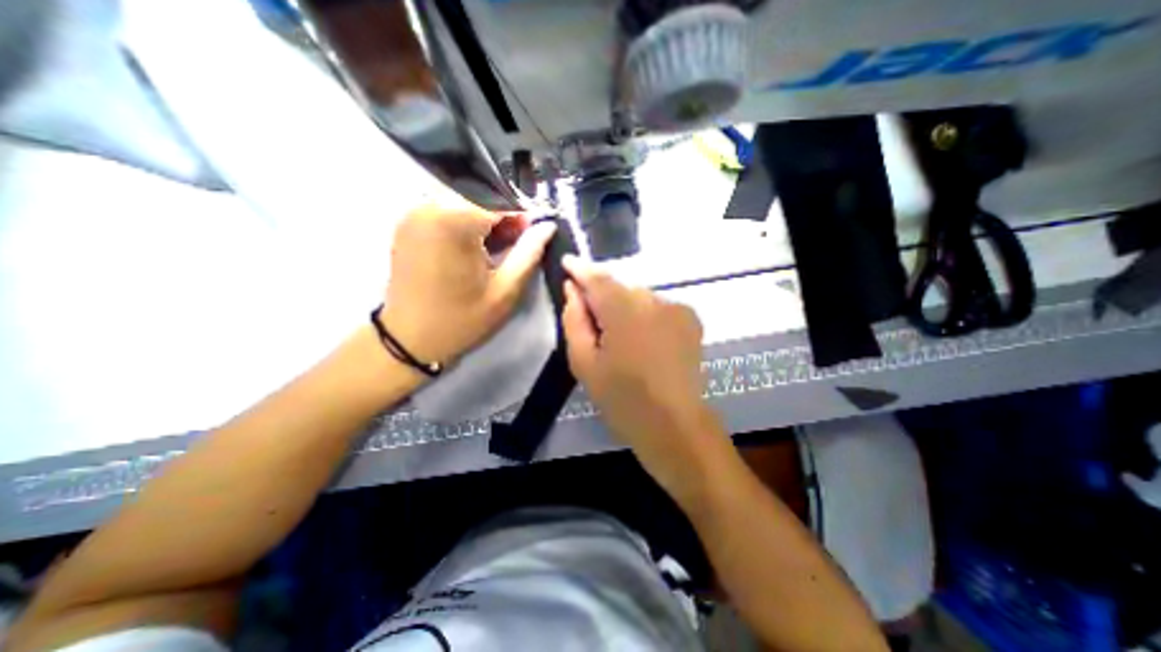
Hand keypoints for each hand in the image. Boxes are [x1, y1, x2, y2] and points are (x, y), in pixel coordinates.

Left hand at [379, 203, 554, 363]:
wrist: (409, 340)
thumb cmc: (461, 319)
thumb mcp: (505, 290)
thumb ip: (529, 253)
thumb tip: (548, 226)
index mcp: (453, 220)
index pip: (500, 203)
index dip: (522, 218)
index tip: (535, 235)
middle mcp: (429, 206)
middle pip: (480, 200)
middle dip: (503, 218)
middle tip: (518, 243)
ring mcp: (413, 213)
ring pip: (464, 204)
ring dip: (485, 221)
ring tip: (497, 247)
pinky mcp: (407, 224)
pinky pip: (445, 212)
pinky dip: (465, 223)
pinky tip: (475, 246)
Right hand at [560, 255, 721, 482]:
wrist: (674, 424)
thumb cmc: (622, 398)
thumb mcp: (584, 362)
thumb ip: (574, 320)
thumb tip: (572, 290)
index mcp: (623, 310)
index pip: (597, 278)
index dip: (580, 269)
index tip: (567, 263)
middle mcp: (653, 299)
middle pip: (619, 288)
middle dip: (603, 297)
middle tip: (593, 322)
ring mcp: (676, 307)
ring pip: (639, 298)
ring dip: (626, 309)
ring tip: (622, 339)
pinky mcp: (691, 318)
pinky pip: (658, 308)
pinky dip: (646, 317)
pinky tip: (645, 342)